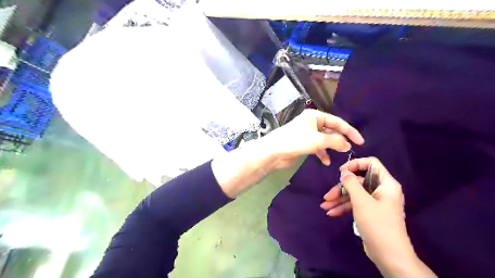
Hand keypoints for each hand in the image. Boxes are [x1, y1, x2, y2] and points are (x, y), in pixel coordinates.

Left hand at [263, 109, 362, 168]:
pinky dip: (322, 153)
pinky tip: (326, 162)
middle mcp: (311, 123)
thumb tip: (348, 145)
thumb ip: (335, 141)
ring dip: (332, 147)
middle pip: (331, 130)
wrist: (273, 152)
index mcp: (315, 116)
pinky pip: (317, 147)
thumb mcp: (318, 140)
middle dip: (340, 139)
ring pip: (324, 139)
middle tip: (350, 149)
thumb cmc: (295, 141)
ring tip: (340, 155)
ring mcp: (307, 133)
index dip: (350, 131)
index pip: (337, 122)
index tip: (361, 142)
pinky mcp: (303, 144)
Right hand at [319, 157, 433, 275]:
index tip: (341, 171)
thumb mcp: (361, 201)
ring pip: (354, 194)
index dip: (355, 164)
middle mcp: (381, 190)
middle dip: (341, 188)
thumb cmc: (377, 224)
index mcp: (386, 184)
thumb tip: (344, 172)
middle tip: (327, 196)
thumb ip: (351, 183)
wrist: (389, 256)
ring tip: (324, 206)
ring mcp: (375, 202)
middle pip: (358, 181)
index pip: (371, 163)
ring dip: (339, 199)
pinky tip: (331, 213)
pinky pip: (355, 204)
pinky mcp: (370, 212)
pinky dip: (343, 208)